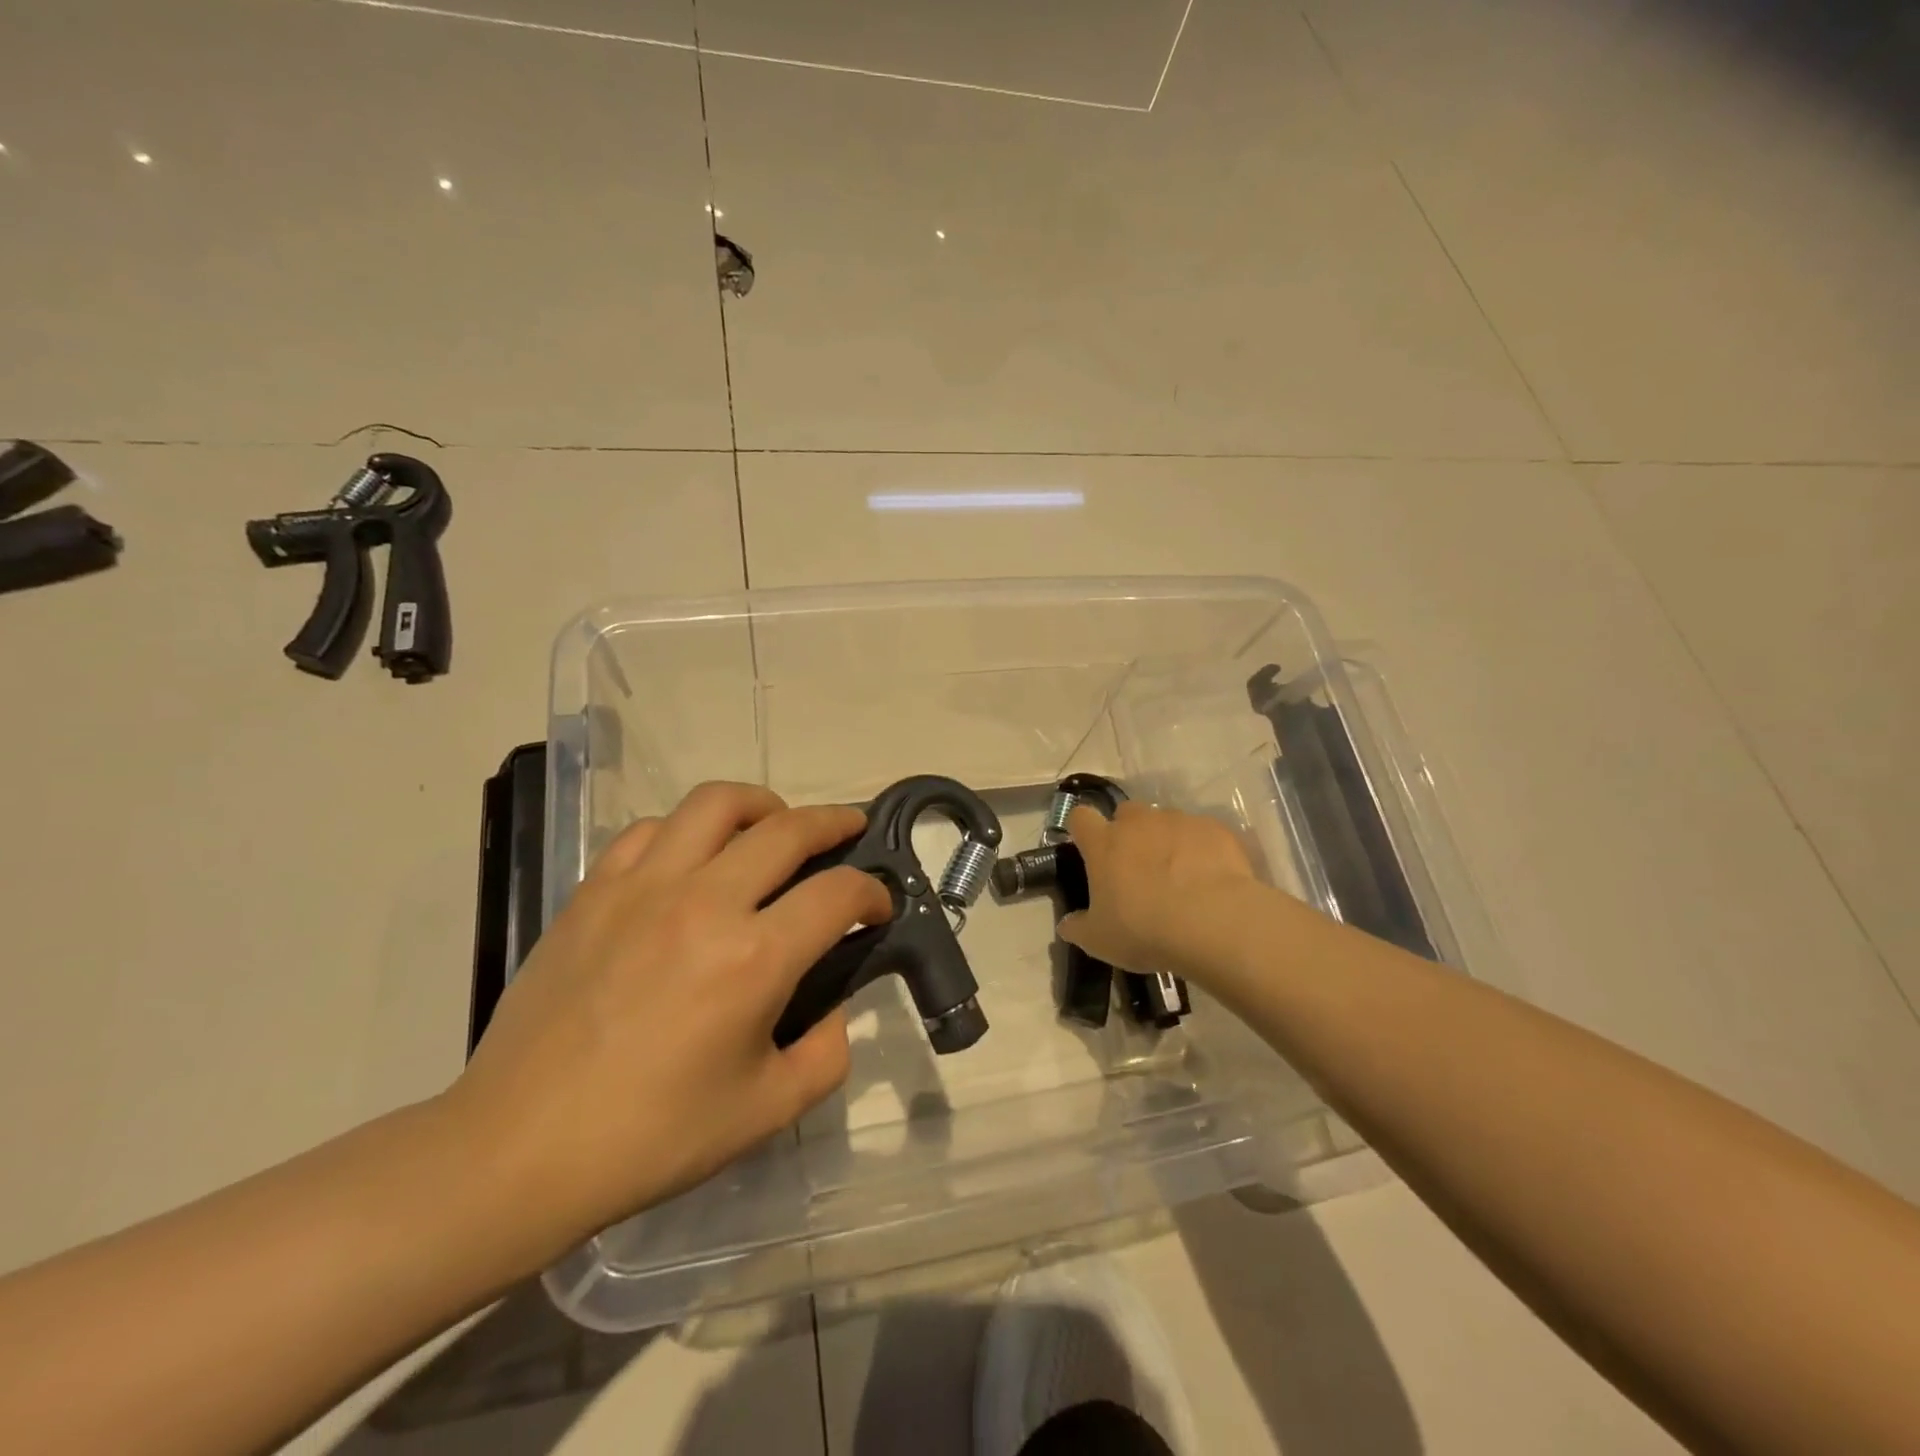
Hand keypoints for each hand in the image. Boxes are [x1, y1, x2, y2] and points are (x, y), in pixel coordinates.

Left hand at [444, 782, 889, 1264]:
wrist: (519, 1149)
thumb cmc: (652, 1137)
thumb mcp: (768, 1111)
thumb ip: (827, 1052)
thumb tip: (833, 1006)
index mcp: (754, 958)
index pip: (838, 893)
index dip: (872, 892)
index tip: (878, 905)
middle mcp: (704, 902)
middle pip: (788, 828)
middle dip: (835, 823)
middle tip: (851, 831)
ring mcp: (643, 886)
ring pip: (716, 803)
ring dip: (762, 805)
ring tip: (774, 825)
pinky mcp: (594, 890)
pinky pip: (651, 829)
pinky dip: (688, 830)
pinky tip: (693, 859)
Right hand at [1057, 801, 1254, 982]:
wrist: (1216, 924)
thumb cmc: (1146, 930)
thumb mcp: (1100, 941)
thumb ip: (1078, 927)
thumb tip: (1066, 924)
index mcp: (1104, 843)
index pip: (1080, 817)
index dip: (1083, 830)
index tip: (1088, 849)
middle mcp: (1139, 822)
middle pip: (1126, 813)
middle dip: (1128, 832)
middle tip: (1136, 867)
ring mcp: (1179, 821)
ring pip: (1165, 821)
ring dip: (1166, 840)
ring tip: (1180, 875)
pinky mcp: (1215, 829)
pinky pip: (1201, 832)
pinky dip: (1201, 849)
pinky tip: (1210, 877)